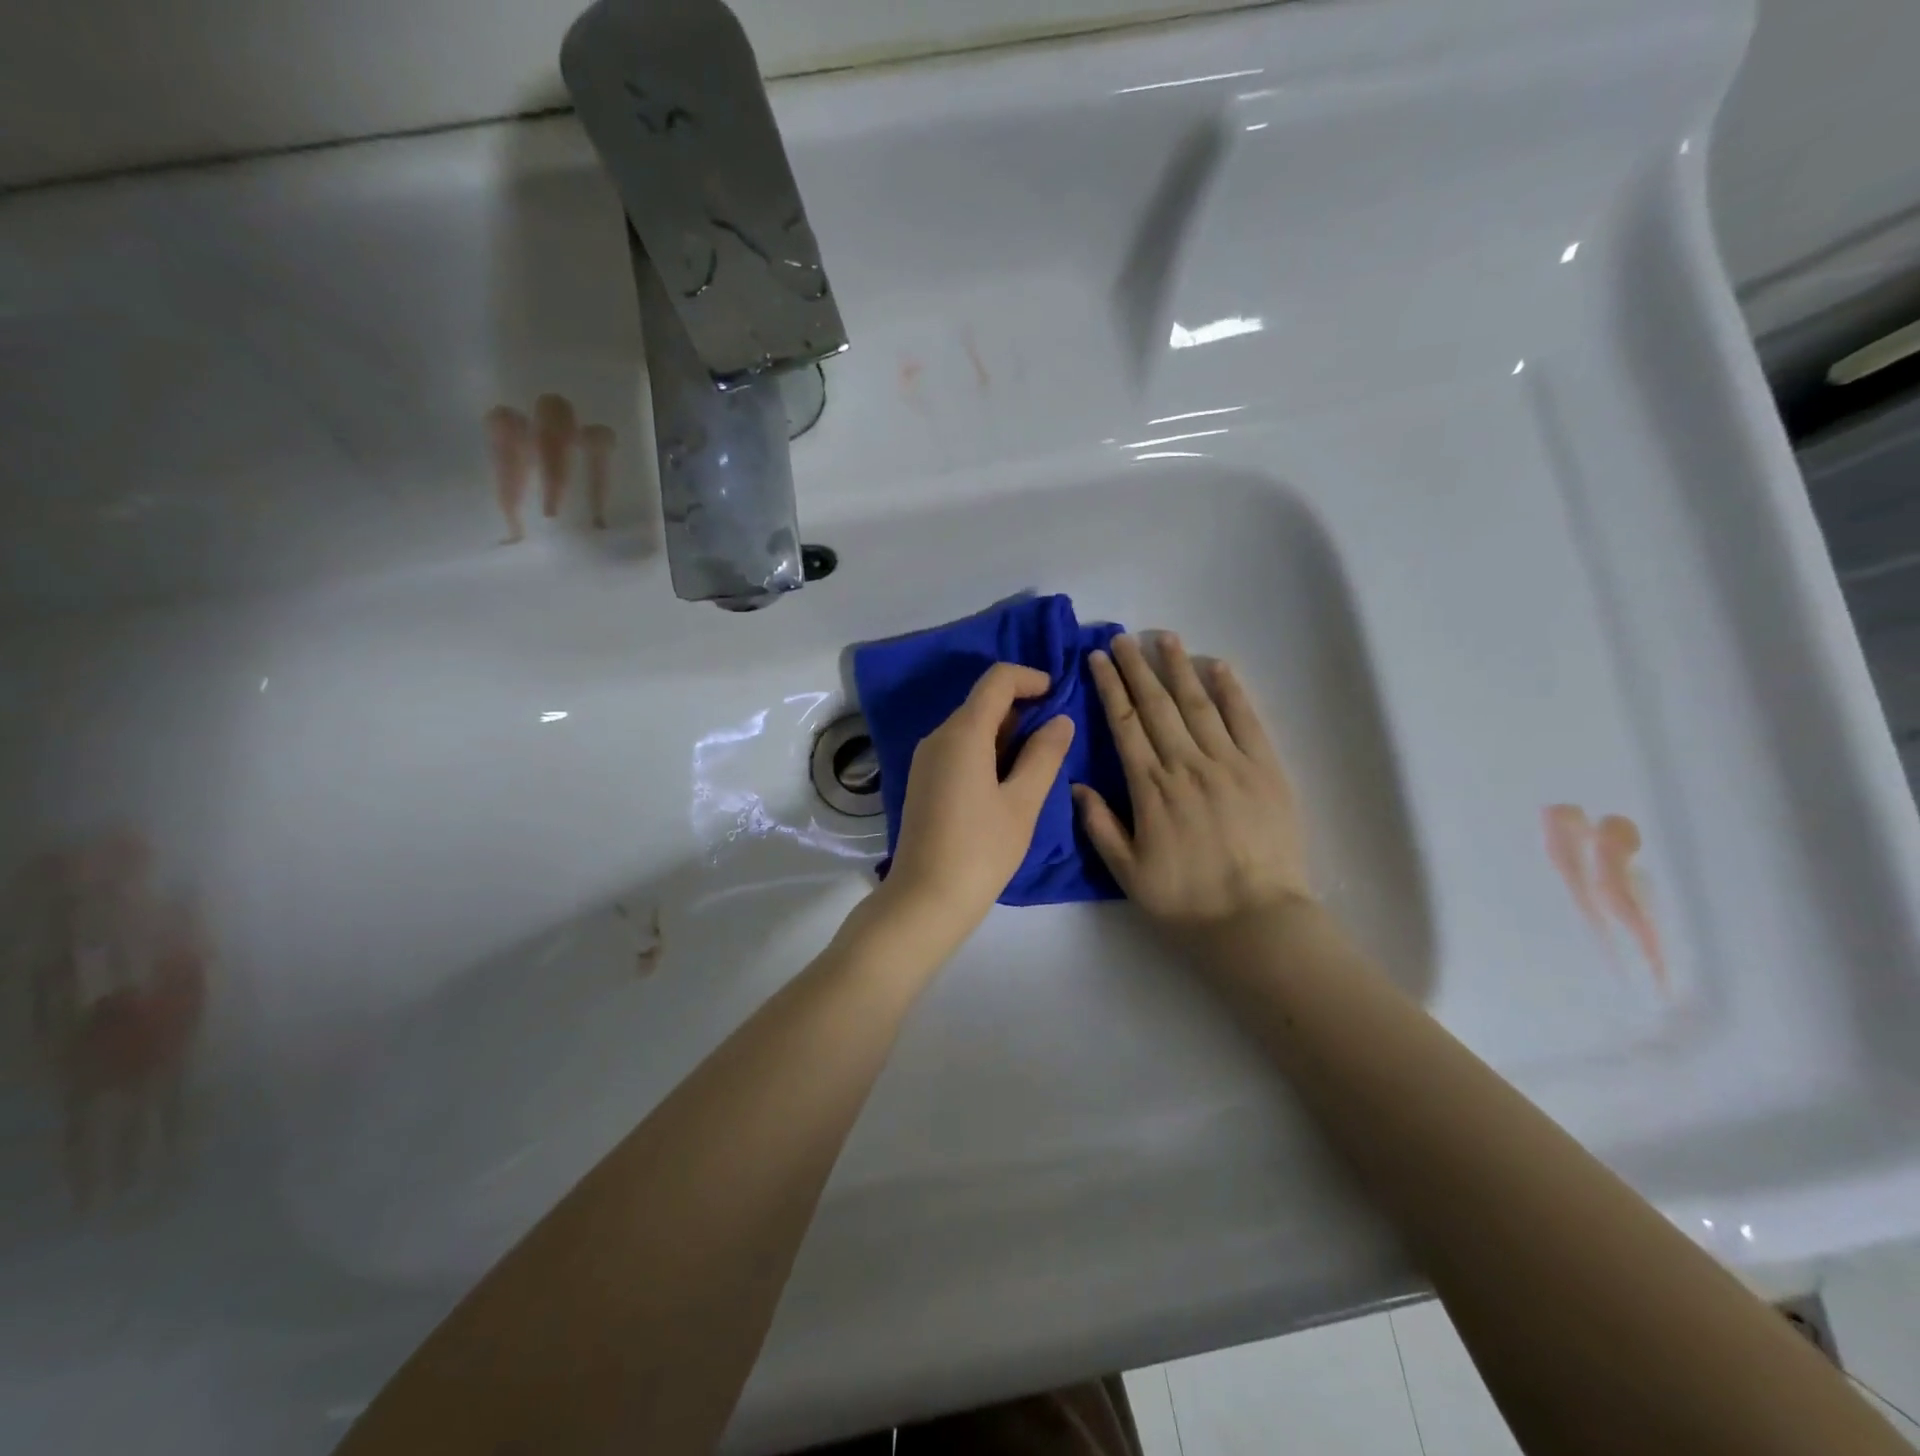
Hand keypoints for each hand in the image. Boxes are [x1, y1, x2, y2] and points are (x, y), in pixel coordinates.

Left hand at [877, 663, 1074, 948]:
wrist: (925, 899)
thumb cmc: (981, 850)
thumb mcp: (1023, 803)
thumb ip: (1044, 755)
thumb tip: (1060, 720)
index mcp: (962, 733)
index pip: (996, 680)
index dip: (1030, 678)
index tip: (1057, 695)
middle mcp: (937, 736)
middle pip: (982, 702)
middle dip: (1021, 707)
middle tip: (1055, 736)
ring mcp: (925, 759)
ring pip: (970, 726)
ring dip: (1005, 732)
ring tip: (1037, 762)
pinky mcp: (922, 780)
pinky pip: (958, 748)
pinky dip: (986, 750)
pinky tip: (1006, 780)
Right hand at [1075, 633, 1311, 940]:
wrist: (1256, 919)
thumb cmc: (1185, 900)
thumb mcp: (1127, 872)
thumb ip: (1100, 826)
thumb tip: (1076, 784)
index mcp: (1150, 788)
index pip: (1124, 723)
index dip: (1110, 687)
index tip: (1098, 659)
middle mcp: (1186, 764)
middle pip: (1157, 704)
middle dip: (1136, 667)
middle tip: (1122, 637)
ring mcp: (1229, 763)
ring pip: (1198, 703)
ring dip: (1179, 668)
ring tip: (1164, 637)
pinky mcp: (1266, 769)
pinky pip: (1246, 720)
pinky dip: (1232, 691)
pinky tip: (1218, 666)